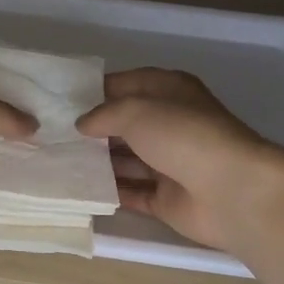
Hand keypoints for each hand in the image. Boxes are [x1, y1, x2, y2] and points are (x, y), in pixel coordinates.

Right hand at [77, 68, 283, 251]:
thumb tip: (82, 125)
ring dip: (97, 162)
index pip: (127, 84)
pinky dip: (110, 192)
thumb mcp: (137, 110)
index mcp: (170, 91)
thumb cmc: (184, 136)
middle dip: (93, 130)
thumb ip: (104, 114)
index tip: (61, 101)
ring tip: (58, 162)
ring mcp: (170, 163)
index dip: (96, 91)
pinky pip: (132, 192)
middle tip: (52, 135)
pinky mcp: (167, 199)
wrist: (232, 191)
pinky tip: (79, 189)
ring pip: (126, 160)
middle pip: (125, 124)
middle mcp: (171, 124)